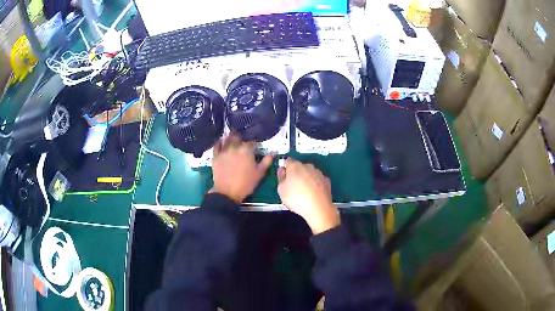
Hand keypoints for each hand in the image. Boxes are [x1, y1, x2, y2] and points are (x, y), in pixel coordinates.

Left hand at [210, 134, 272, 202]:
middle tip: (242, 141)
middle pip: (238, 137)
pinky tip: (221, 142)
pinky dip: (219, 143)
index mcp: (247, 151)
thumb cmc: (246, 183)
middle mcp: (235, 148)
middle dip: (241, 138)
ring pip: (227, 139)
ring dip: (230, 138)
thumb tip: (273, 153)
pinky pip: (216, 146)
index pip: (252, 142)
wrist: (228, 192)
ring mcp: (224, 151)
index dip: (254, 144)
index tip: (255, 147)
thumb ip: (266, 161)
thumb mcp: (259, 173)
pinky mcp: (216, 157)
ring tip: (232, 138)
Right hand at [277, 158, 339, 233]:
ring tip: (304, 192)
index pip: (288, 161)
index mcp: (295, 166)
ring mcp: (318, 172)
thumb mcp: (281, 190)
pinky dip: (315, 184)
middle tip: (293, 186)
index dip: (285, 168)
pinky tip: (313, 193)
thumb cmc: (296, 199)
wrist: (318, 208)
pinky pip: (317, 179)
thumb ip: (280, 177)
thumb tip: (282, 170)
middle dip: (296, 173)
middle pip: (299, 167)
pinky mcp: (326, 180)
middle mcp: (307, 166)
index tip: (284, 177)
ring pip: (309, 172)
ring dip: (306, 178)